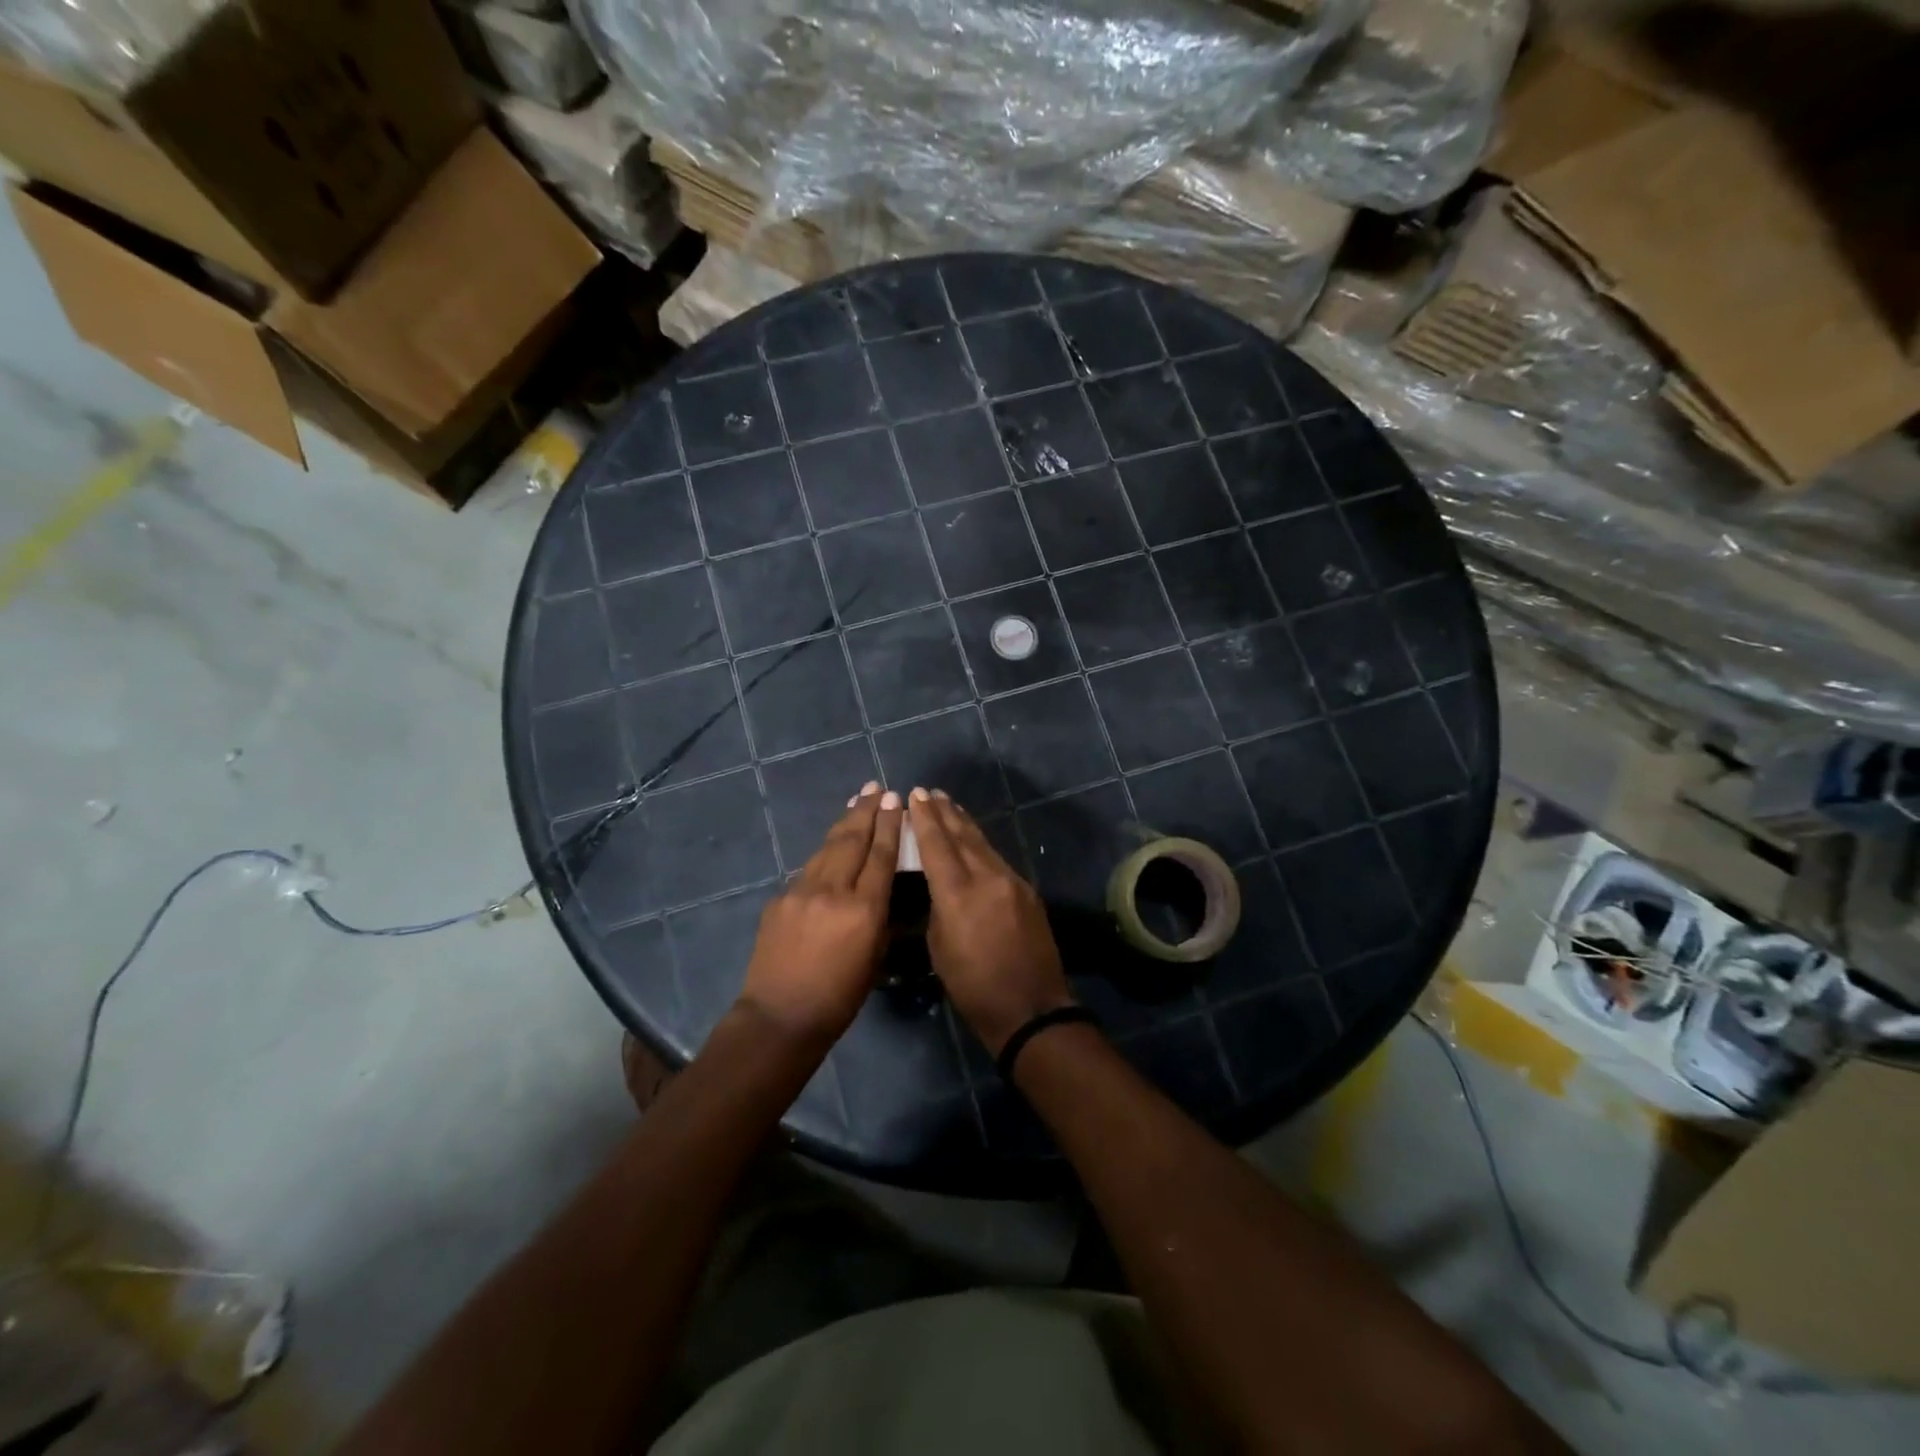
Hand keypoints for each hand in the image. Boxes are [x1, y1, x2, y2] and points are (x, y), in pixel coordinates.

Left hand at [737, 782, 902, 1043]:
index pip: (880, 856)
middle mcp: (832, 891)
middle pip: (853, 840)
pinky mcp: (780, 899)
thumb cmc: (839, 998)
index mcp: (863, 910)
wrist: (779, 1017)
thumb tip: (881, 888)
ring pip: (827, 847)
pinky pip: (808, 869)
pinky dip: (824, 852)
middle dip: (867, 811)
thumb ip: (880, 917)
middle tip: (877, 787)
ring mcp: (801, 892)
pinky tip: (831, 846)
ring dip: (845, 822)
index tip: (896, 800)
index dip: (889, 825)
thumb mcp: (875, 958)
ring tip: (857, 801)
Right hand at [909, 788, 1072, 1054]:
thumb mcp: (939, 948)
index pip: (937, 845)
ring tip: (950, 806)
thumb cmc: (973, 987)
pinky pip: (997, 859)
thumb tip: (938, 887)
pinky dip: (981, 845)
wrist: (1030, 1008)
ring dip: (964, 824)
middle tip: (931, 792)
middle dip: (945, 813)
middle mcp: (986, 877)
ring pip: (983, 844)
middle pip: (963, 836)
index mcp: (958, 893)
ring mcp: (1011, 881)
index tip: (915, 795)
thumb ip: (937, 908)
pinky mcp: (1027, 891)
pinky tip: (974, 841)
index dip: (924, 819)